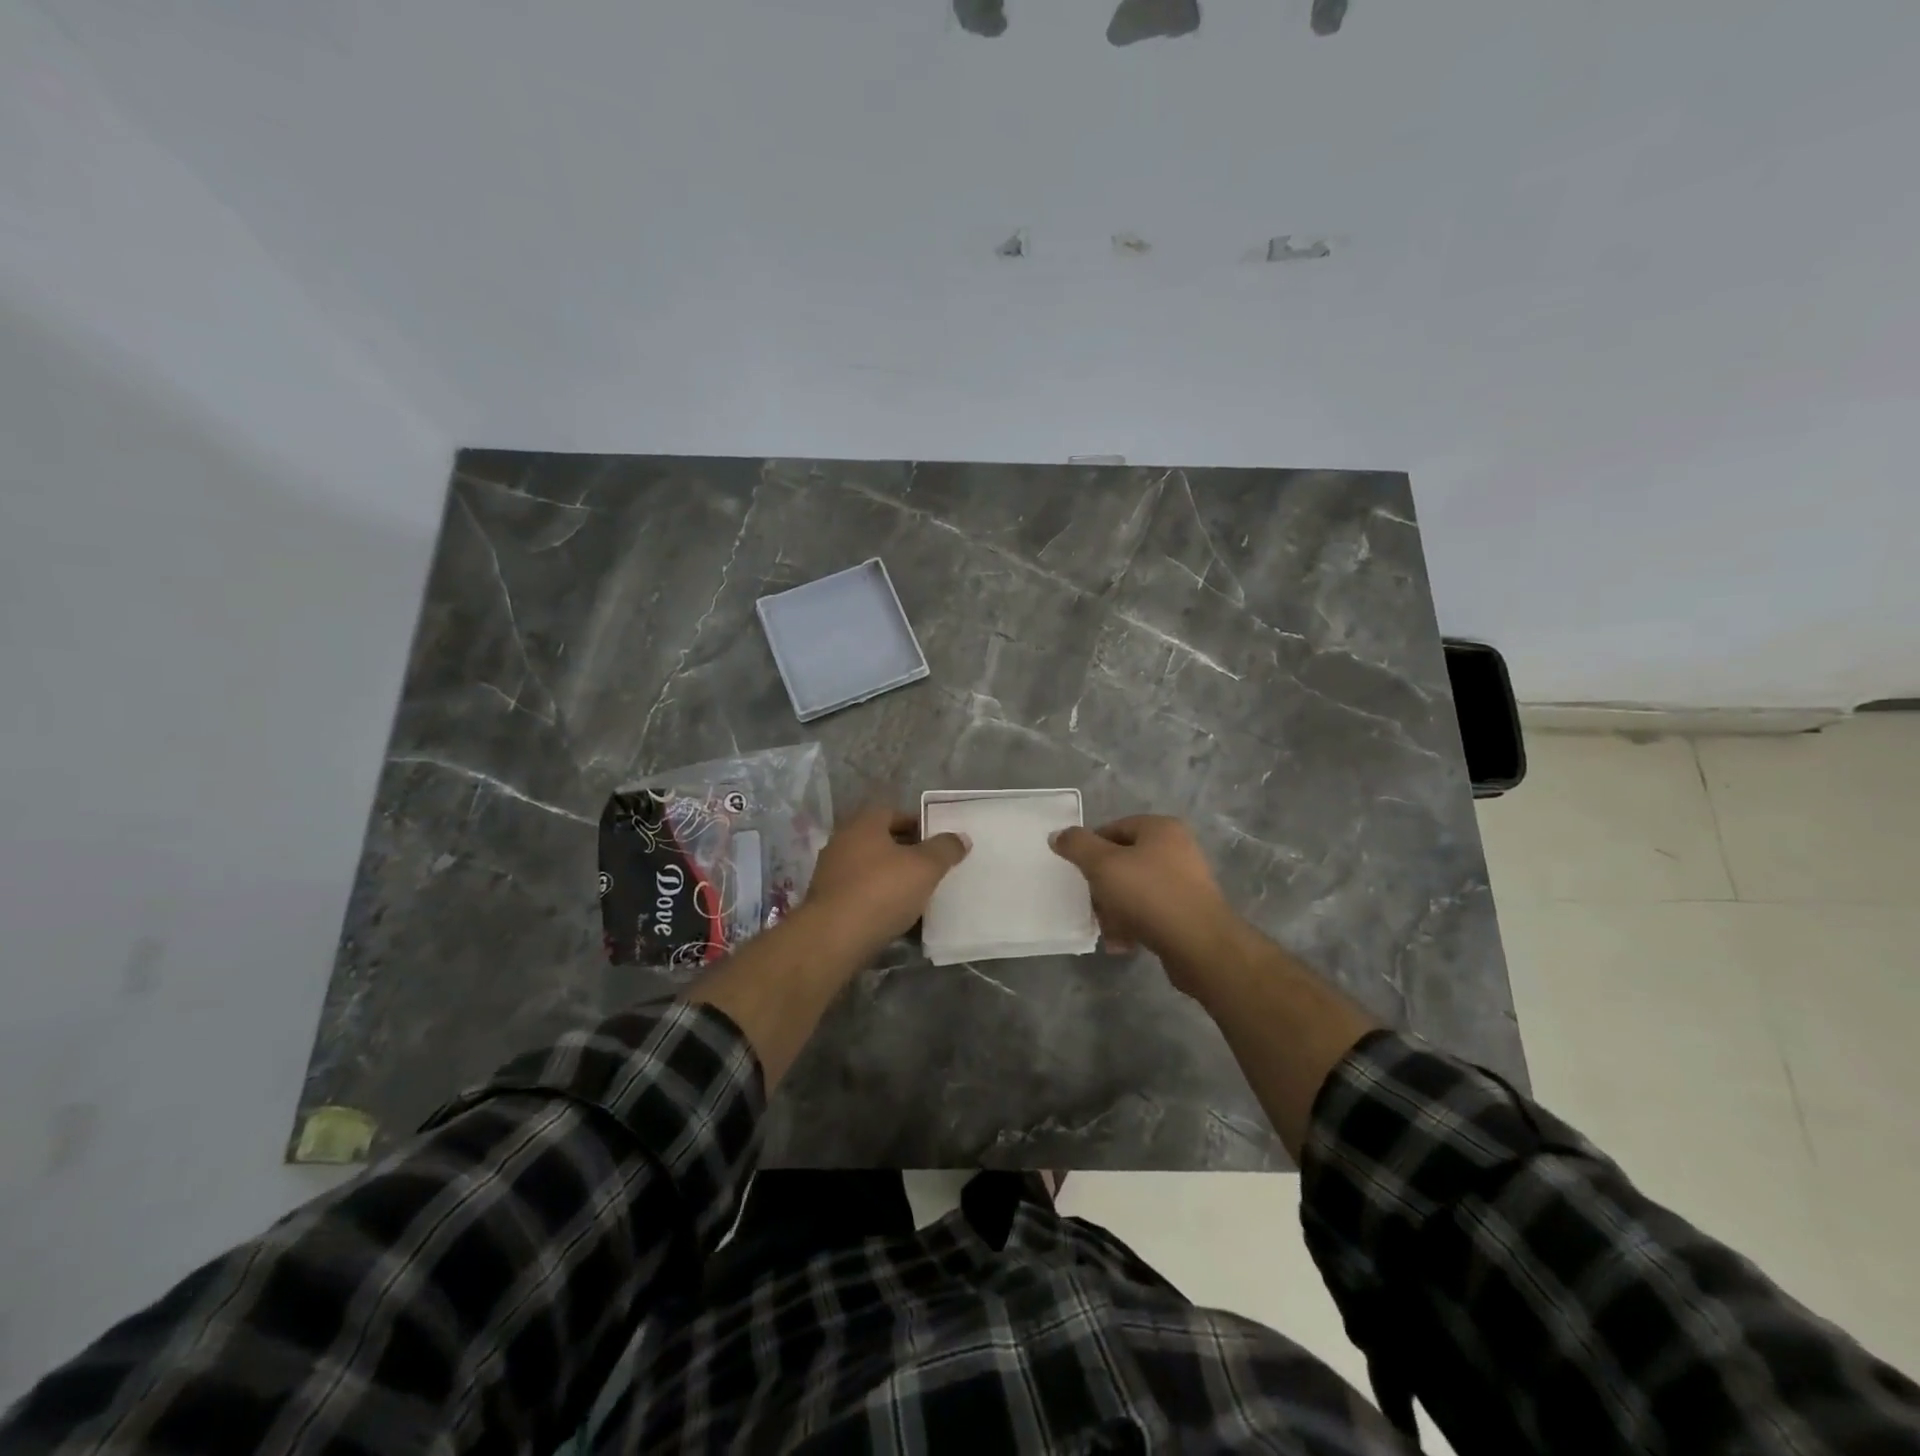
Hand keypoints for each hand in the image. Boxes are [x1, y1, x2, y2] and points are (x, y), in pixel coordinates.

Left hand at [801, 805, 970, 955]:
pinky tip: (895, 917)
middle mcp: (842, 842)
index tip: (937, 842)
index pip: (893, 813)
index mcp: (863, 824)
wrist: (834, 938)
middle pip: (881, 841)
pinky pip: (859, 894)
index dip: (917, 824)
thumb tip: (960, 837)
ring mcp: (830, 873)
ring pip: (870, 869)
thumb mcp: (925, 867)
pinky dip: (877, 900)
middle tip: (931, 868)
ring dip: (891, 878)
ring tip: (917, 895)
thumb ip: (945, 849)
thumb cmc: (882, 891)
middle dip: (906, 852)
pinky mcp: (826, 902)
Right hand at [1049, 815, 1238, 991]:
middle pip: (1123, 861)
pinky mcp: (1188, 912)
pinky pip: (1150, 912)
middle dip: (1102, 885)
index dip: (1089, 849)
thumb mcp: (1103, 864)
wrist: (1199, 945)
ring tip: (1106, 929)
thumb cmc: (1148, 894)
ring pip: (1134, 889)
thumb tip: (1058, 835)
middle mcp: (1177, 849)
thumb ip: (1077, 845)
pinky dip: (1133, 924)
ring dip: (1114, 909)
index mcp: (1160, 829)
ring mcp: (1185, 882)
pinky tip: (1122, 943)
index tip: (1076, 873)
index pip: (1112, 829)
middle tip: (1090, 904)